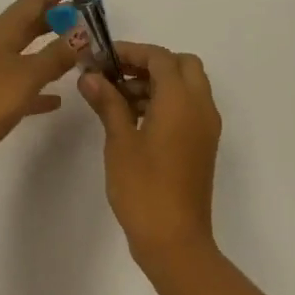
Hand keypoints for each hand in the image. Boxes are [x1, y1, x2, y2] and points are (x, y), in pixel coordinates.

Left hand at [0, 0, 82, 191]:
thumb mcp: (25, 74)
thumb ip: (56, 55)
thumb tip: (83, 32)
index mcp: (2, 32)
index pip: (33, 1)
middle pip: (30, 24)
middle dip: (56, 16)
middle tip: (85, 12)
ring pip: (28, 54)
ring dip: (52, 49)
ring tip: (78, 48)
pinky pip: (23, 88)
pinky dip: (41, 87)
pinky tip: (58, 99)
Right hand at [81, 42, 221, 271]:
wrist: (176, 242)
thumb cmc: (144, 188)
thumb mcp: (120, 141)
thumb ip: (108, 102)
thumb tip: (89, 76)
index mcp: (181, 100)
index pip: (160, 58)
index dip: (130, 52)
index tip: (102, 58)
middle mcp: (200, 106)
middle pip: (181, 65)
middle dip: (149, 63)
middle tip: (116, 75)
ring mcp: (205, 126)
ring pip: (186, 85)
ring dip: (157, 82)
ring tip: (117, 99)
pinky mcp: (203, 144)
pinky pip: (188, 107)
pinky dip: (166, 101)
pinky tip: (134, 119)